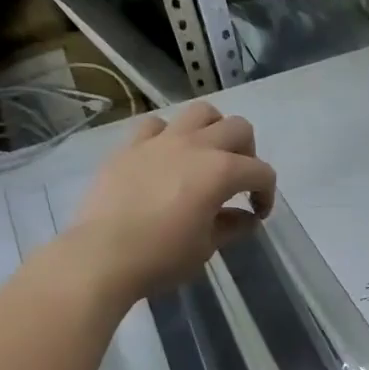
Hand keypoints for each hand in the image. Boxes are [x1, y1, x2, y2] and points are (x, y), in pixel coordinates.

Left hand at [64, 102, 275, 303]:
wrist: (101, 256)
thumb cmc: (162, 256)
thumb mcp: (206, 247)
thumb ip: (232, 226)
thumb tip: (247, 218)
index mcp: (221, 171)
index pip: (261, 172)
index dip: (266, 193)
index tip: (258, 214)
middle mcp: (195, 146)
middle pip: (238, 128)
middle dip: (247, 153)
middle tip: (238, 181)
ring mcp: (160, 141)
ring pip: (200, 112)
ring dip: (213, 130)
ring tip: (206, 157)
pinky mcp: (130, 146)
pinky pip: (156, 125)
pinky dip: (168, 136)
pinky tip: (165, 158)